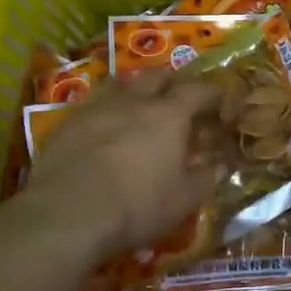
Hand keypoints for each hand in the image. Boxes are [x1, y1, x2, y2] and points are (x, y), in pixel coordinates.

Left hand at [22, 71, 221, 259]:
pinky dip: (106, 110)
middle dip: (173, 83)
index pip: (198, 91)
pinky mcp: (68, 122)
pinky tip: (104, 128)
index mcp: (169, 115)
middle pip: (158, 77)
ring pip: (122, 84)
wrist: (68, 213)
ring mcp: (98, 107)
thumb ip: (206, 178)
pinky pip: (94, 104)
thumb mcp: (183, 200)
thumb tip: (222, 165)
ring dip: (136, 90)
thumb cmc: (136, 205)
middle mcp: (135, 100)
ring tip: (140, 105)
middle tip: (179, 99)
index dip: (212, 94)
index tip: (220, 102)